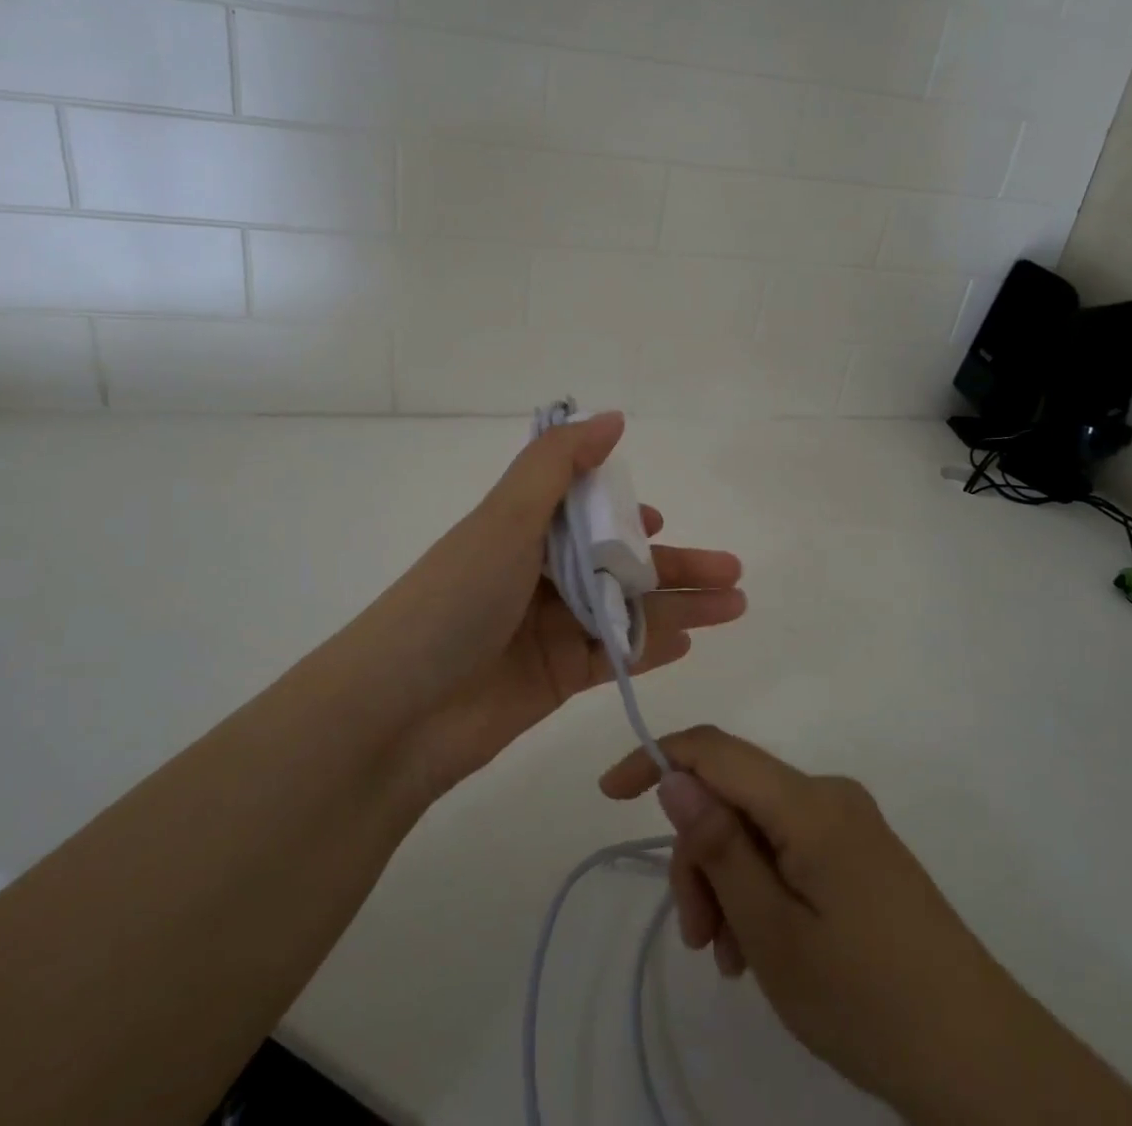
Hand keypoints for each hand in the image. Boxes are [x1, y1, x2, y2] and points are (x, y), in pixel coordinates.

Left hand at [365, 414, 745, 798]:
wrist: (397, 714)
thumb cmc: (454, 600)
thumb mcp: (504, 518)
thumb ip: (558, 465)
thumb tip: (611, 417)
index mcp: (520, 531)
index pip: (583, 512)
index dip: (624, 513)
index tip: (660, 519)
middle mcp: (536, 576)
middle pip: (617, 563)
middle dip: (675, 564)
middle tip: (733, 572)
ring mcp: (548, 629)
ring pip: (626, 610)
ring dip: (679, 605)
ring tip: (734, 605)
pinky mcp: (555, 678)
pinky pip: (614, 656)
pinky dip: (651, 646)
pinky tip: (690, 642)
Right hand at [600, 728, 1131, 1125]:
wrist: (986, 1064)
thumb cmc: (869, 1000)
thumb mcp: (773, 933)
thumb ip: (719, 846)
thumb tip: (673, 775)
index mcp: (808, 801)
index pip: (714, 749)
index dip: (656, 758)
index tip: (609, 795)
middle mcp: (828, 795)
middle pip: (734, 795)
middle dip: (699, 854)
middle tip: (698, 938)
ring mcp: (849, 824)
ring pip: (757, 826)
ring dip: (728, 880)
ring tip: (731, 959)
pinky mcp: (861, 855)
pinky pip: (788, 848)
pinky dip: (760, 887)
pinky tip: (760, 946)